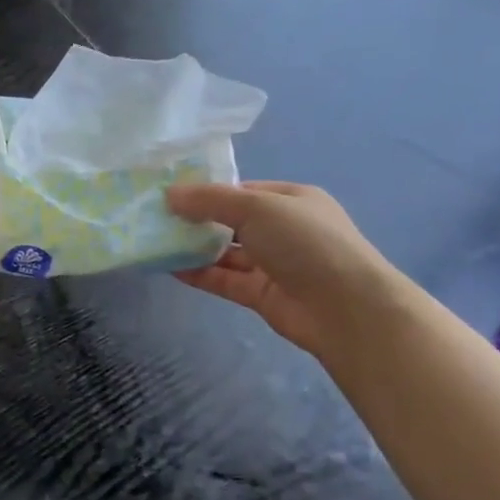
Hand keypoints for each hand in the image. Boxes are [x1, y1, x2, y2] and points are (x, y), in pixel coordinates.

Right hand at [165, 181, 401, 358]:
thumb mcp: (256, 208)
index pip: (242, 192)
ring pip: (226, 253)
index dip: (207, 193)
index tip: (170, 196)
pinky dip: (200, 274)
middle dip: (196, 221)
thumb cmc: (304, 242)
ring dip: (194, 249)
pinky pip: (224, 280)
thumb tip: (169, 194)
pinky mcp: (261, 294)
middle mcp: (282, 229)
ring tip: (156, 243)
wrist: (343, 307)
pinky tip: (170, 268)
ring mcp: (272, 264)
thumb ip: (210, 201)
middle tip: (155, 220)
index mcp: (290, 200)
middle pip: (231, 222)